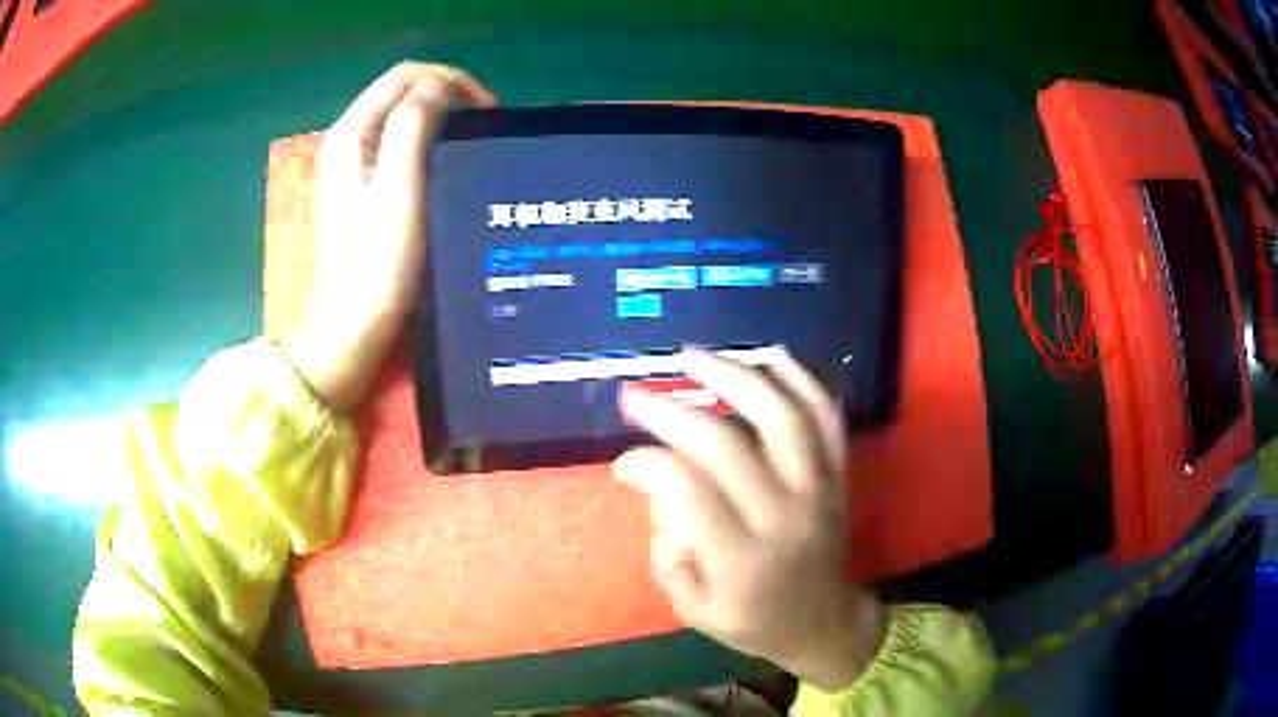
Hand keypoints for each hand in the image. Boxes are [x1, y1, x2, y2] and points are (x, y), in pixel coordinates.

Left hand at [284, 62, 496, 407]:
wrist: (355, 325)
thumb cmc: (377, 261)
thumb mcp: (398, 187)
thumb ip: (413, 125)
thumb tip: (438, 87)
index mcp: (351, 134)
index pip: (404, 76)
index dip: (449, 81)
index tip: (486, 111)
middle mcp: (349, 140)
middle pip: (402, 92)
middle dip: (446, 95)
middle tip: (483, 125)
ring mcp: (355, 165)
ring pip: (403, 117)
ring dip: (440, 117)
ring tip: (472, 141)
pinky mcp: (365, 187)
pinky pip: (400, 144)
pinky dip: (429, 141)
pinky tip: (448, 162)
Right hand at [614, 349, 886, 691]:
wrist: (822, 621)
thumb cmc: (751, 618)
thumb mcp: (691, 606)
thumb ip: (666, 548)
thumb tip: (658, 485)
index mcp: (740, 561)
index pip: (686, 491)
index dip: (646, 464)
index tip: (624, 462)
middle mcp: (781, 517)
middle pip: (726, 445)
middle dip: (671, 411)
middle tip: (635, 395)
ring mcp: (817, 490)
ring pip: (781, 416)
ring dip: (735, 376)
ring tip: (695, 357)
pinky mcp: (838, 475)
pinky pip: (826, 417)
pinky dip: (801, 380)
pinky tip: (770, 356)